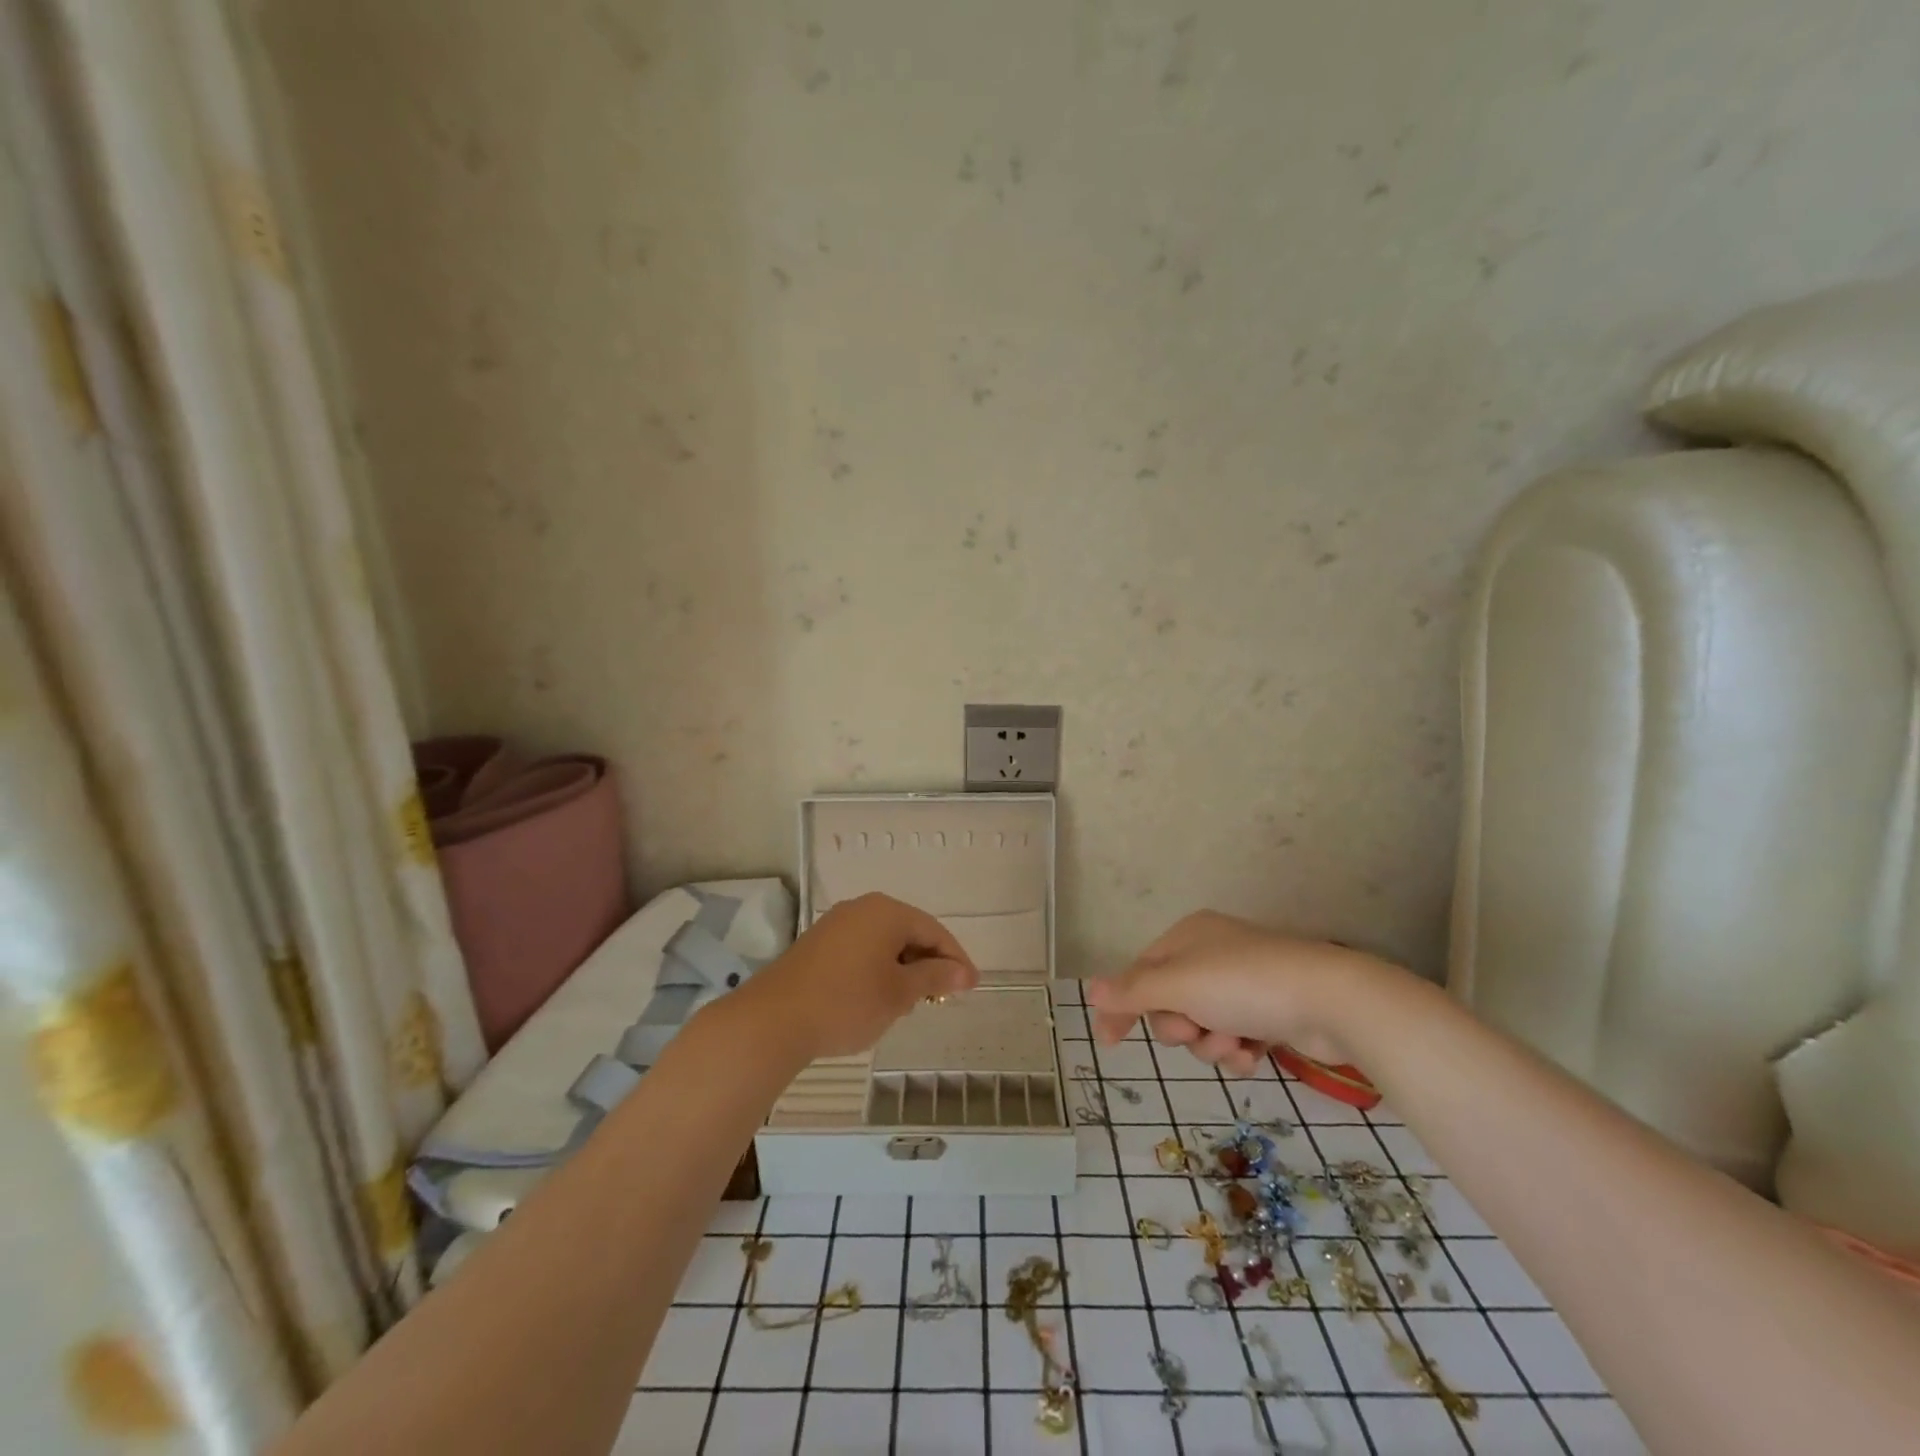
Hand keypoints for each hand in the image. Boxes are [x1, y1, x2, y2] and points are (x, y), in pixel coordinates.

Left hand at [742, 892, 979, 1061]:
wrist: (774, 1020)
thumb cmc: (847, 1002)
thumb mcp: (898, 993)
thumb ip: (934, 977)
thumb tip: (963, 972)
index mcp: (886, 912)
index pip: (934, 930)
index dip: (956, 959)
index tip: (971, 987)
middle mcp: (862, 908)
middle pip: (909, 931)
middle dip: (928, 963)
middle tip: (941, 997)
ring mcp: (836, 924)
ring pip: (884, 942)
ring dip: (903, 968)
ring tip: (910, 1002)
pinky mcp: (818, 944)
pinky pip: (862, 949)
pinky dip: (878, 969)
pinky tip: (877, 997)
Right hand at [1086, 911, 1397, 1075]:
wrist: (1331, 1000)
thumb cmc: (1244, 983)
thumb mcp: (1179, 985)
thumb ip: (1132, 990)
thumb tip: (1091, 989)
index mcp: (1187, 936)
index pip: (1139, 972)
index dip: (1122, 1005)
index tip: (1108, 1042)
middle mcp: (1211, 953)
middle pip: (1170, 1002)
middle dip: (1180, 1027)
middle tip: (1196, 1030)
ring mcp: (1242, 982)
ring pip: (1202, 1025)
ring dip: (1211, 1044)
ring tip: (1236, 1044)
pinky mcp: (1268, 1010)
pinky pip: (1233, 1036)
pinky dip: (1238, 1049)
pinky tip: (1254, 1053)